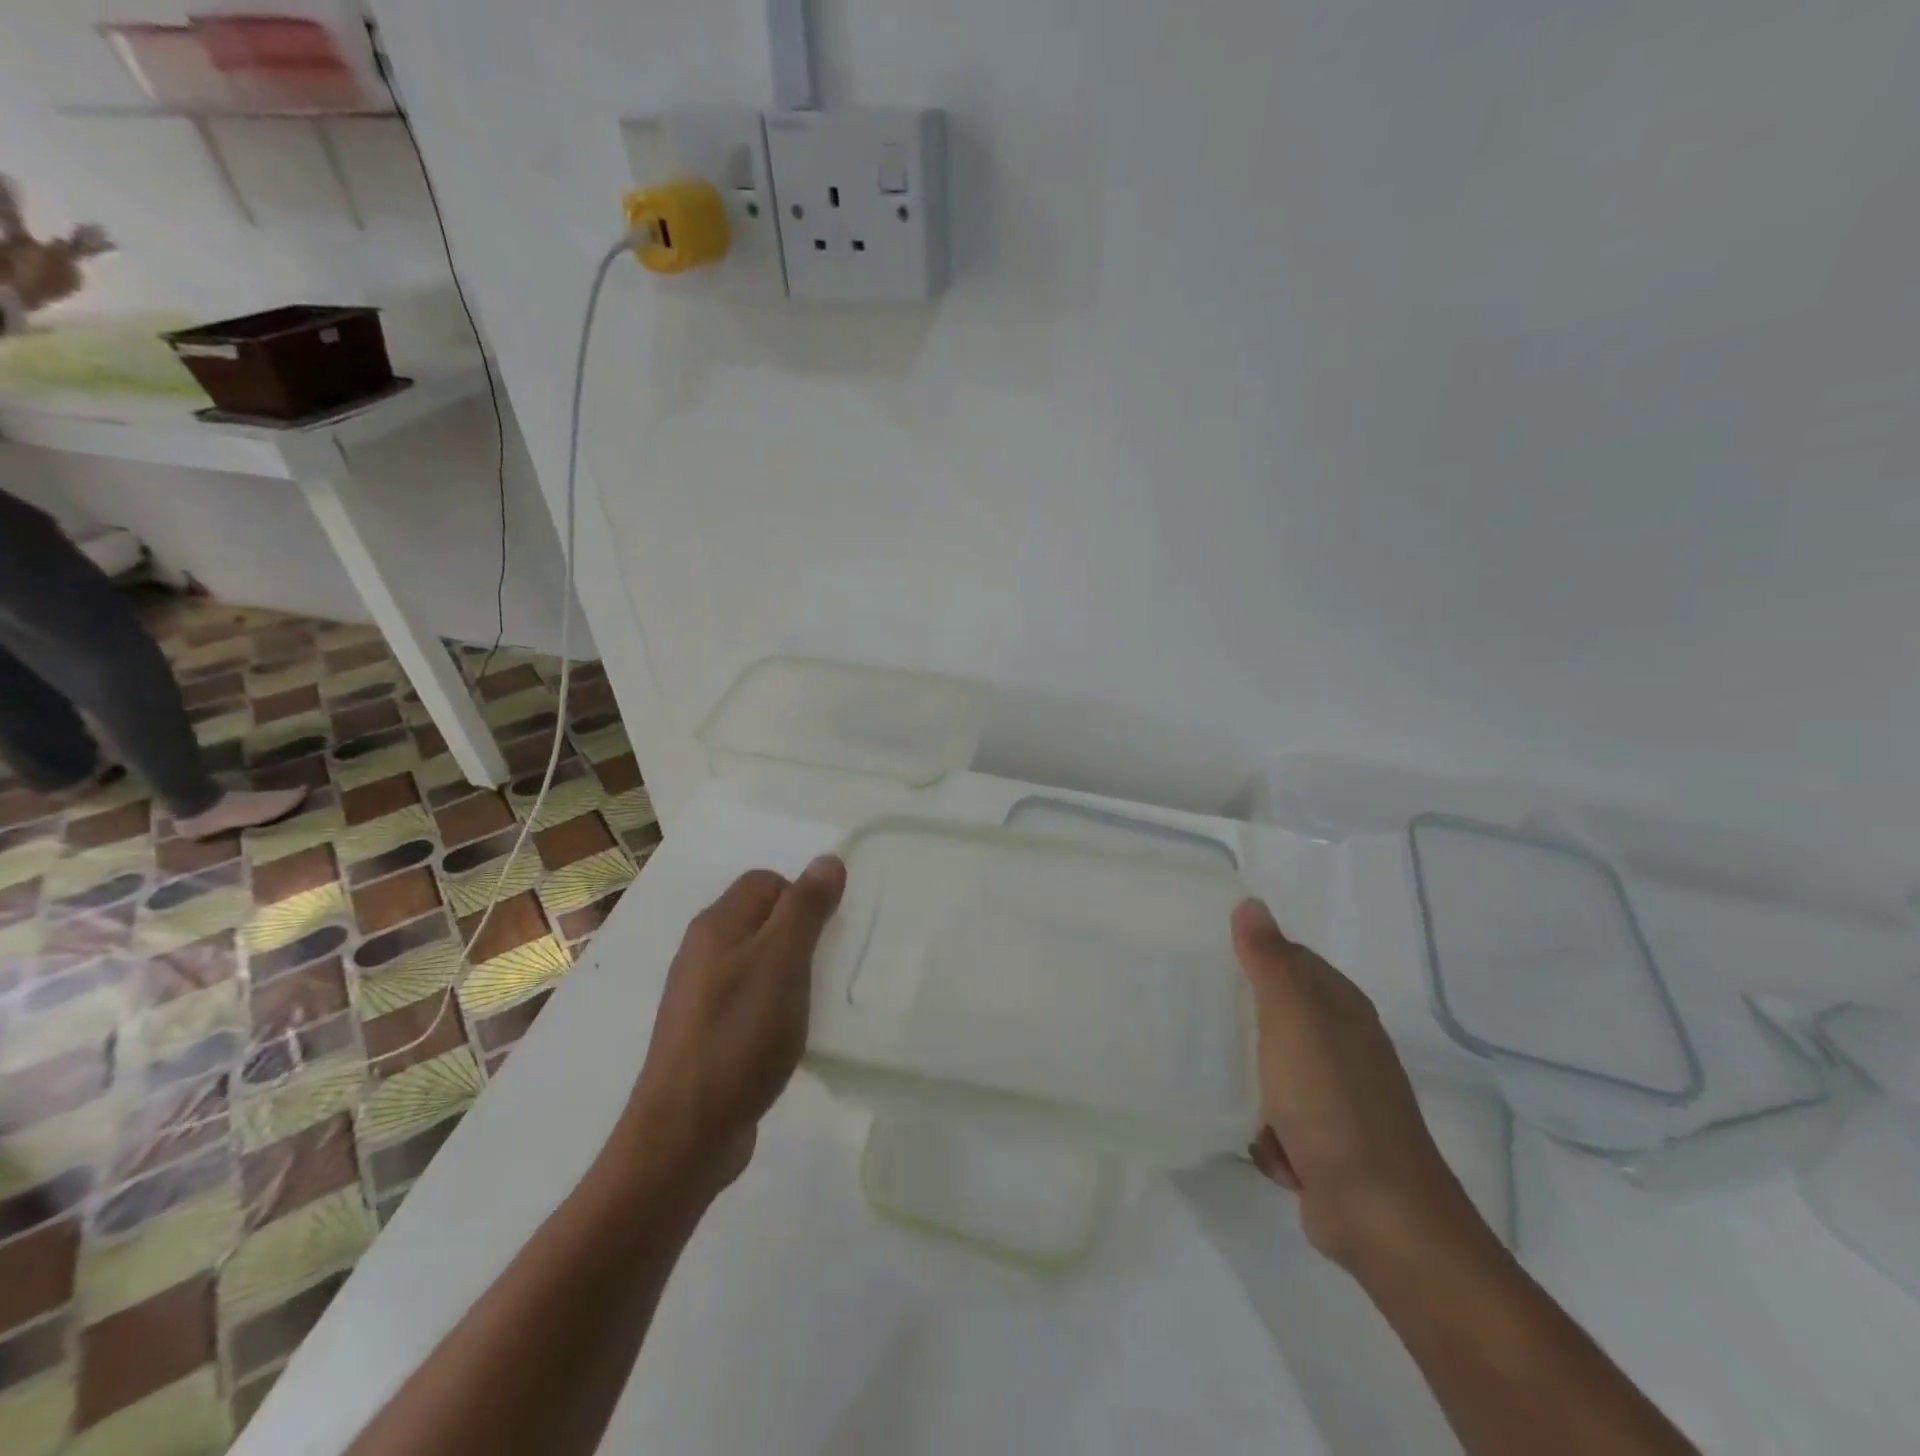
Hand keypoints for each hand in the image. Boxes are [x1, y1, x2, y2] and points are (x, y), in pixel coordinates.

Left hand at [625, 857, 846, 1193]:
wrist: (686, 1132)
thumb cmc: (740, 1036)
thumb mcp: (783, 962)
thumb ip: (805, 908)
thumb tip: (827, 860)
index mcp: (717, 925)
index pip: (766, 881)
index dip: (801, 897)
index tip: (825, 936)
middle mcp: (703, 951)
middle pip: (761, 919)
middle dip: (800, 934)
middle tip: (825, 967)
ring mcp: (701, 995)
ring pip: (757, 960)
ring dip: (789, 972)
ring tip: (813, 1001)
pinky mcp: (707, 1032)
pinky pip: (749, 998)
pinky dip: (774, 1005)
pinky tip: (788, 1034)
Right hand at [1233, 899, 1487, 1276]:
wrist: (1378, 1213)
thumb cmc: (1330, 1101)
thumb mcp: (1292, 1019)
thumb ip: (1269, 960)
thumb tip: (1251, 903)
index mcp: (1340, 1006)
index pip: (1288, 959)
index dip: (1248, 957)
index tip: (1202, 961)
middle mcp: (1342, 1044)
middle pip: (1275, 1013)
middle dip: (1240, 1022)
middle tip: (1196, 1019)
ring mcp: (1336, 1095)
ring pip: (1270, 1067)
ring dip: (1248, 1082)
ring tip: (1218, 1081)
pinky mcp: (1325, 1140)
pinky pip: (1276, 1116)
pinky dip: (1264, 1128)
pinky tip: (1257, 1139)